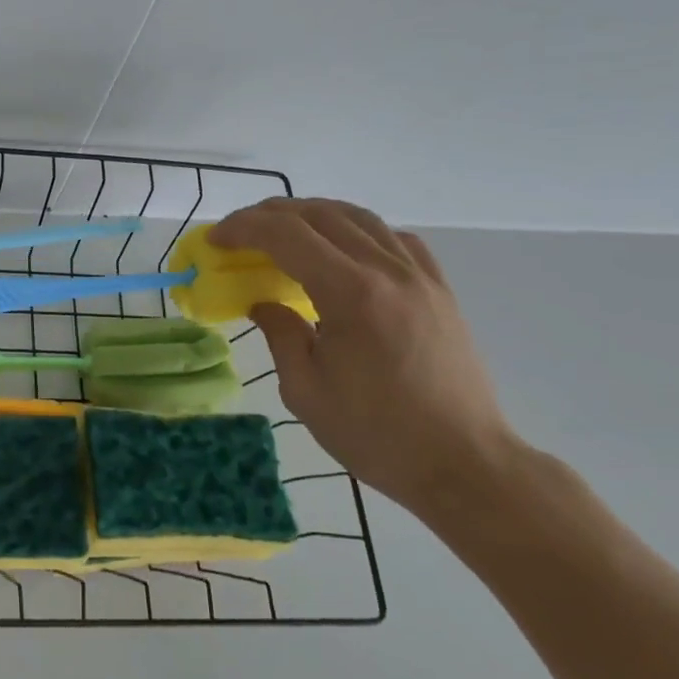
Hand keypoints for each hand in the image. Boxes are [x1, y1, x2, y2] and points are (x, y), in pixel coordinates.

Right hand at [212, 198, 521, 513]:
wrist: (463, 463)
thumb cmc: (376, 434)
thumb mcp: (305, 390)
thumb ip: (280, 334)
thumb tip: (263, 303)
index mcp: (351, 294)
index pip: (287, 235)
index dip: (244, 227)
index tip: (215, 239)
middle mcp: (388, 271)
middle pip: (321, 215)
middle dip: (270, 214)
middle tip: (238, 232)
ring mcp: (420, 277)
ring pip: (359, 218)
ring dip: (312, 215)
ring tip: (282, 231)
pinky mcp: (439, 290)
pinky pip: (394, 238)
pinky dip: (357, 231)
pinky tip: (342, 251)